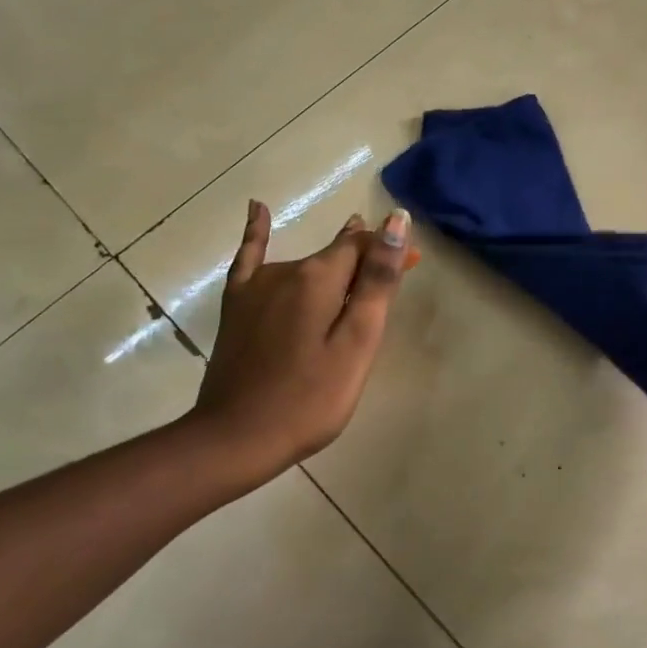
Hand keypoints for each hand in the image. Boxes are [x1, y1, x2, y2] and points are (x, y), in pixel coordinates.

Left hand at [187, 199, 413, 486]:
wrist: (236, 438)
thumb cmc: (310, 398)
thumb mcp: (357, 343)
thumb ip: (377, 281)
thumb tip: (396, 221)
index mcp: (319, 278)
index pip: (362, 245)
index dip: (388, 252)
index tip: (410, 267)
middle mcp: (287, 271)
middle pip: (336, 255)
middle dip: (364, 262)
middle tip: (387, 284)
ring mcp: (256, 287)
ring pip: (305, 264)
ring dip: (333, 265)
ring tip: (353, 276)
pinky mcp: (237, 306)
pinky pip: (249, 258)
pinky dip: (256, 233)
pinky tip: (257, 209)